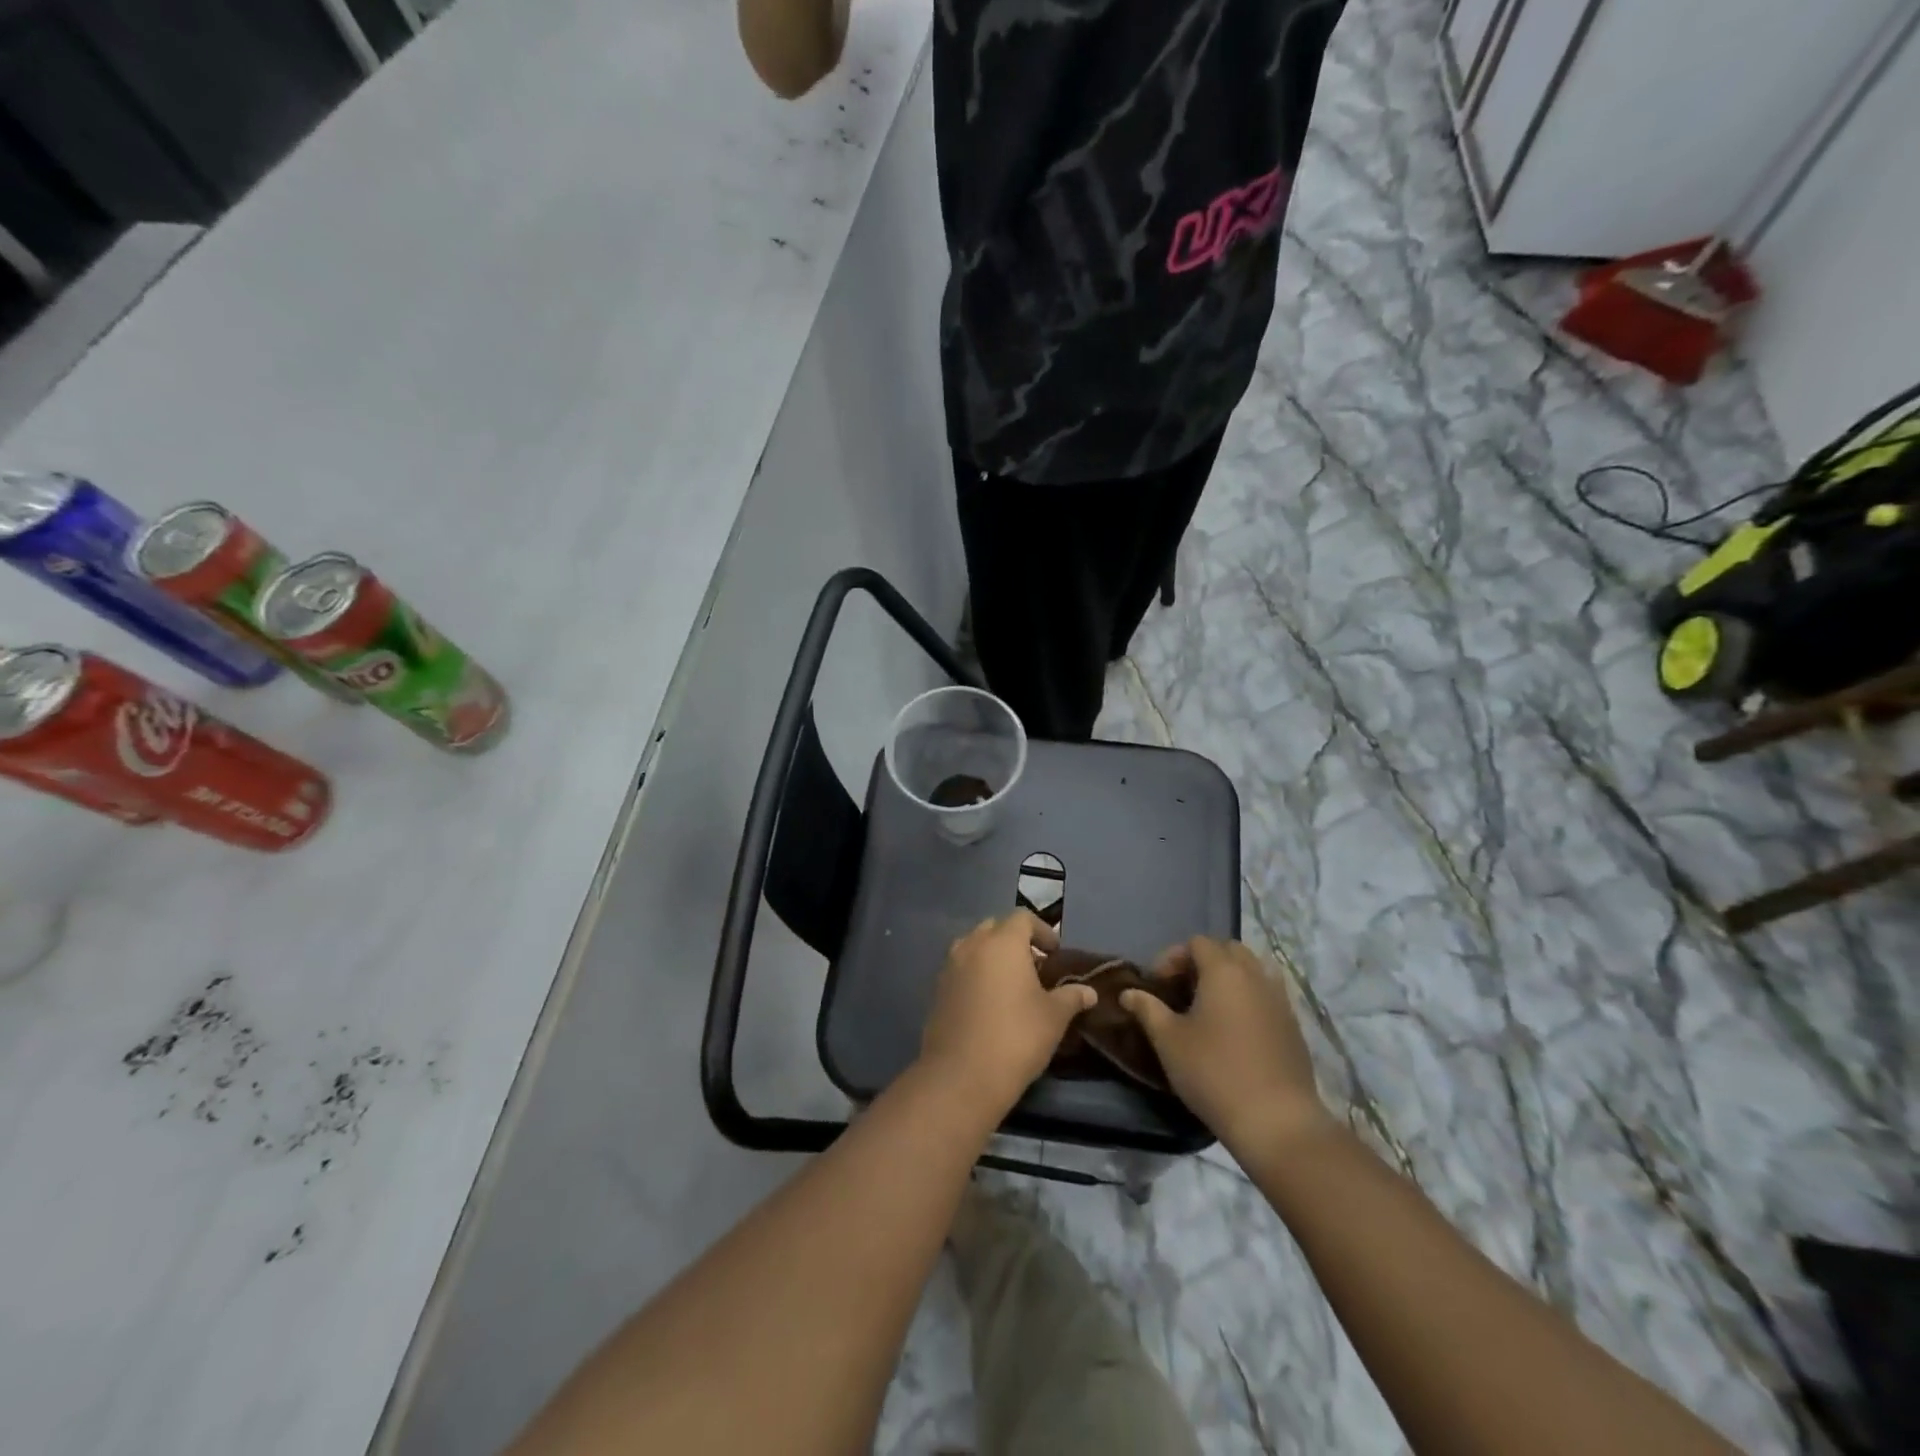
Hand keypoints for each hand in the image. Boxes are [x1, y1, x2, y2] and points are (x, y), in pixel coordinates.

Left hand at [919, 911, 1095, 1114]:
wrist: (961, 1075)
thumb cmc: (1016, 1037)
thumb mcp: (1054, 1017)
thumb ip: (1071, 997)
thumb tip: (1089, 992)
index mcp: (1002, 942)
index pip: (1023, 918)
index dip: (1042, 930)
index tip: (1055, 952)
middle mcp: (972, 945)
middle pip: (995, 928)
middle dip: (1016, 940)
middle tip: (1035, 966)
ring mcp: (950, 966)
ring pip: (974, 946)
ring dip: (993, 956)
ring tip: (1011, 983)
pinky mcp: (937, 990)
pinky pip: (960, 969)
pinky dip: (976, 974)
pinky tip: (989, 1002)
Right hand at [1121, 937, 1327, 1152]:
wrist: (1276, 1120)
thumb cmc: (1213, 1073)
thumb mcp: (1169, 1041)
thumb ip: (1147, 1009)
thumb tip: (1128, 993)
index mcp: (1224, 971)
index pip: (1197, 943)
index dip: (1173, 957)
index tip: (1158, 984)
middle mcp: (1256, 975)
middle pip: (1228, 950)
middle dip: (1203, 962)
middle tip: (1183, 990)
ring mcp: (1280, 1000)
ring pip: (1253, 970)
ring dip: (1229, 978)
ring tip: (1210, 1006)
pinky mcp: (1293, 1025)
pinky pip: (1268, 994)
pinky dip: (1249, 998)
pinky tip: (1235, 1030)